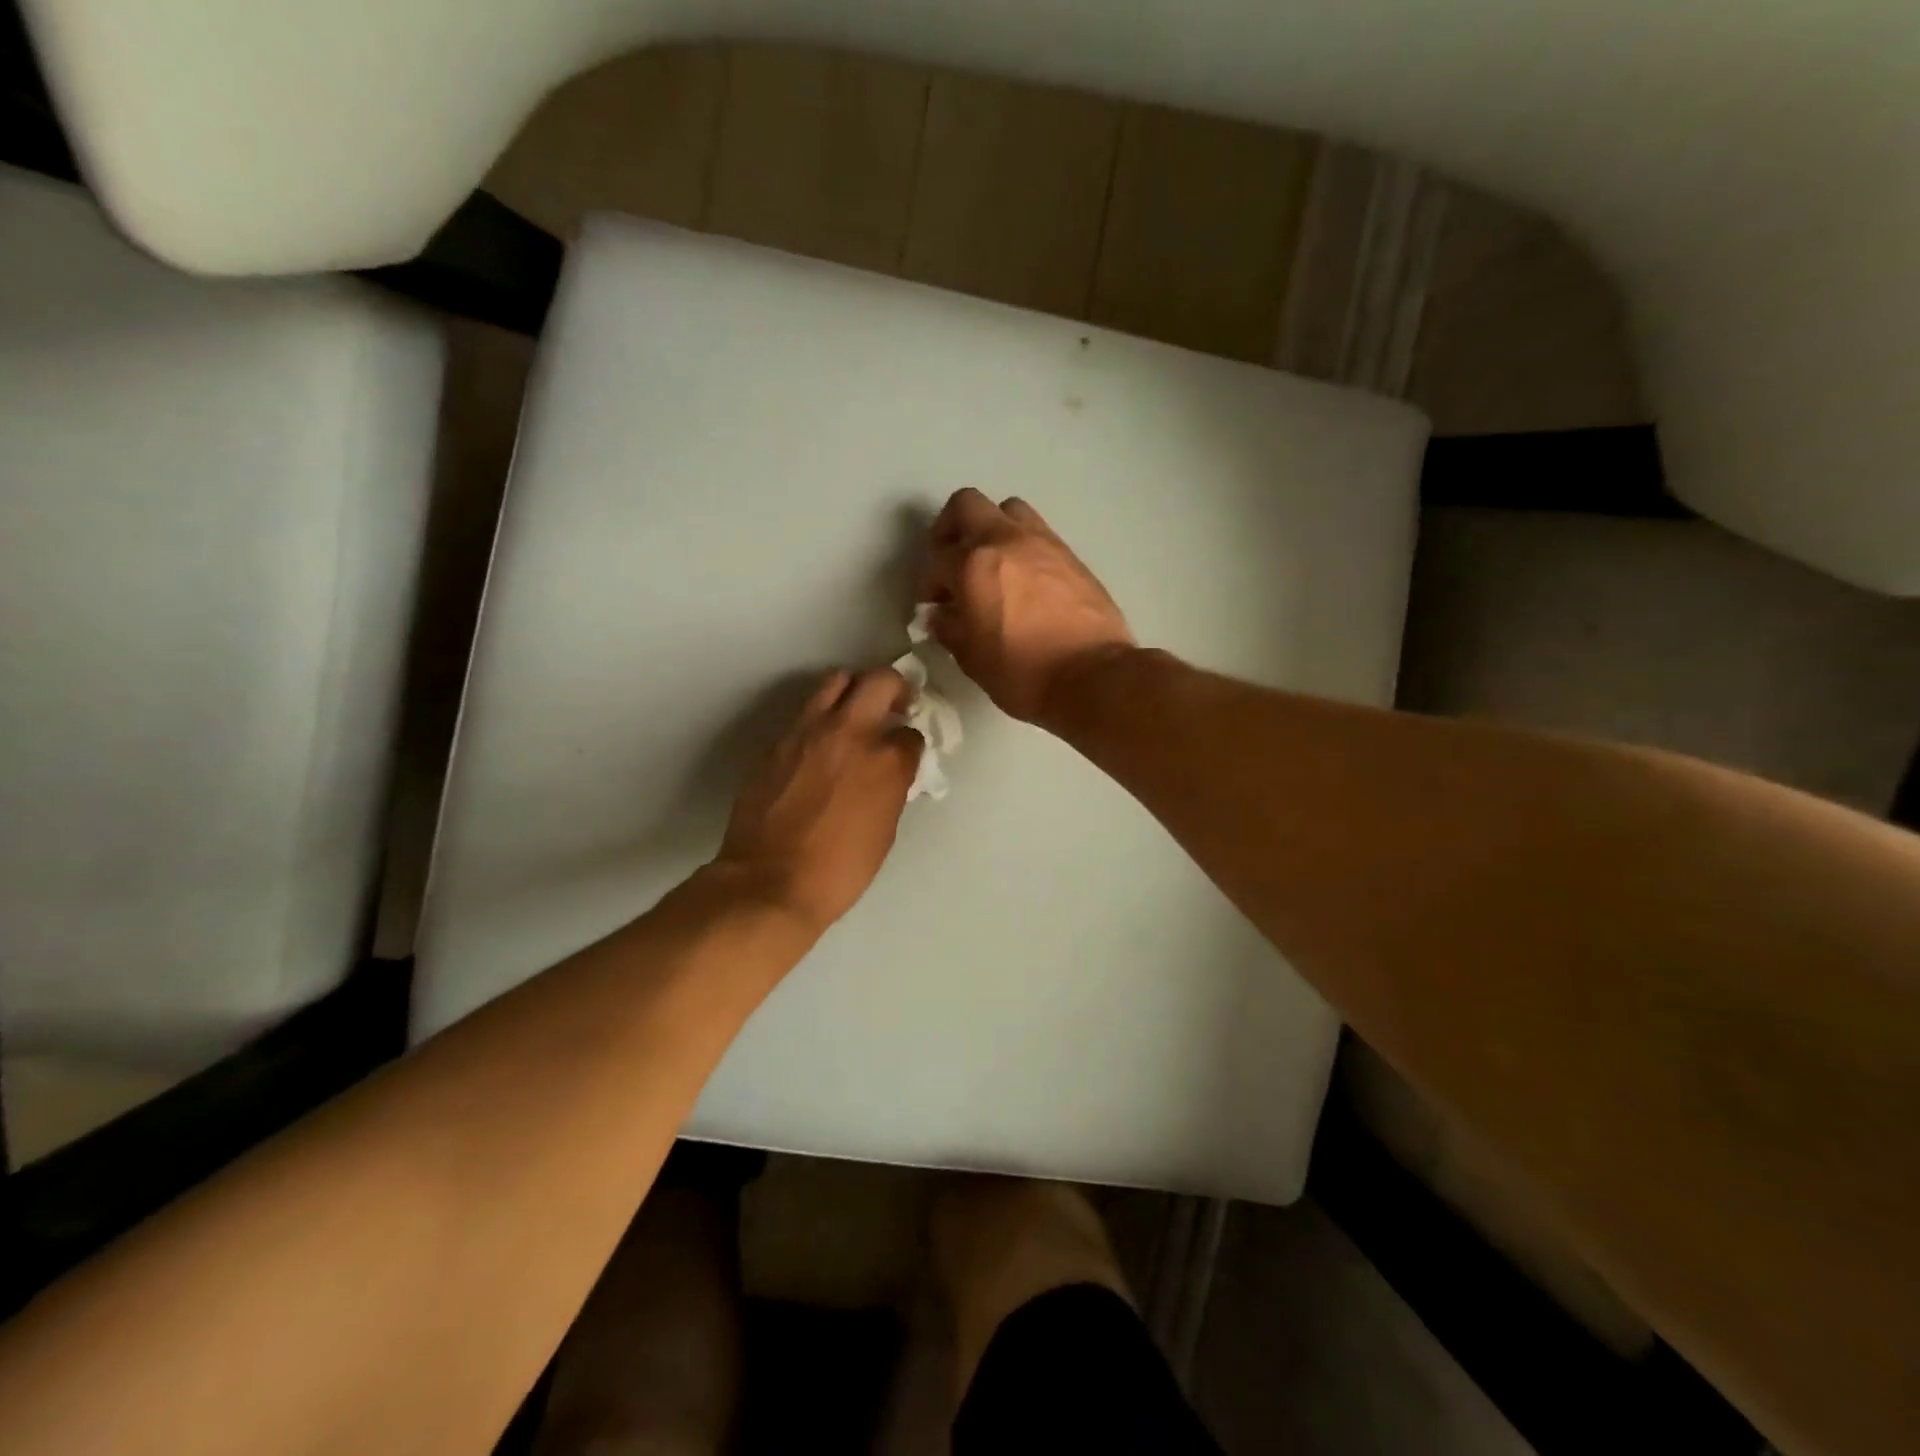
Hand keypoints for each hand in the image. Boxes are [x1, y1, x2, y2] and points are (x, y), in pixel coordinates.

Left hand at [714, 668, 921, 934]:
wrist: (770, 882)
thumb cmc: (839, 870)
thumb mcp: (884, 830)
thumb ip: (891, 789)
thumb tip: (890, 773)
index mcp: (886, 761)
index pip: (911, 733)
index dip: (911, 743)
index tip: (906, 752)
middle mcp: (850, 733)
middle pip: (880, 681)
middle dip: (895, 688)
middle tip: (895, 706)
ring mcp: (809, 732)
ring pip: (837, 680)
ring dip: (854, 690)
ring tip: (855, 712)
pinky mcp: (778, 741)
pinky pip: (805, 712)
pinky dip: (821, 717)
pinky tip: (819, 744)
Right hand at [920, 489, 1135, 726]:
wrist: (1093, 677)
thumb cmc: (1023, 673)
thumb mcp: (972, 659)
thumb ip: (950, 629)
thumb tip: (940, 615)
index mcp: (974, 565)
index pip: (937, 561)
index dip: (930, 584)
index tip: (935, 606)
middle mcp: (1006, 541)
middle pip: (967, 505)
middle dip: (951, 529)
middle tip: (951, 561)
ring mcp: (1043, 543)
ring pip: (1008, 510)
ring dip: (992, 529)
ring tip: (991, 565)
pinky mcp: (1071, 555)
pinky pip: (1038, 534)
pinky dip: (1022, 547)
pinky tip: (1023, 581)